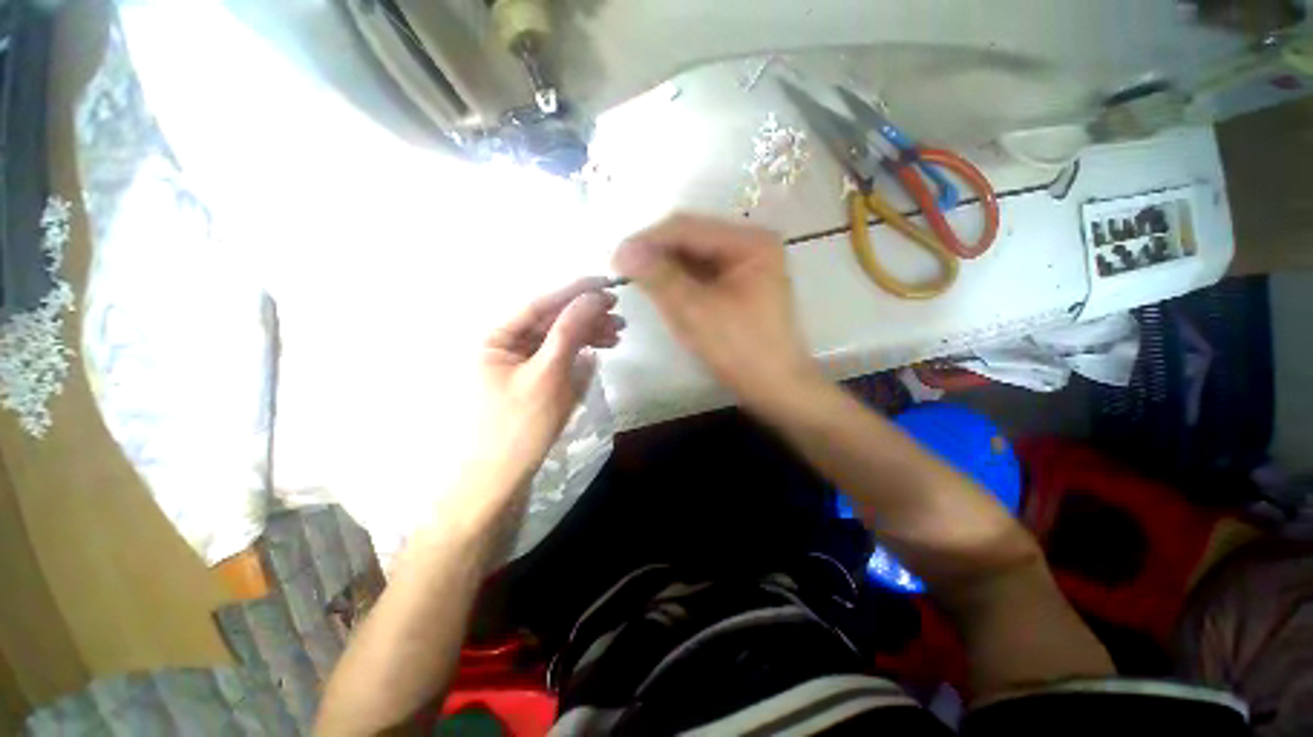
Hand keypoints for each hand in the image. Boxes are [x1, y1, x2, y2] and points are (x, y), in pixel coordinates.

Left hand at [474, 278, 623, 483]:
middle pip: (552, 320)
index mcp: (497, 336)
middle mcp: (505, 343)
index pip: (541, 303)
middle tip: (620, 316)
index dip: (576, 291)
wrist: (500, 480)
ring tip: (617, 335)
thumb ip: (570, 331)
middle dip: (586, 316)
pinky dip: (579, 354)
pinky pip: (559, 358)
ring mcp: (519, 363)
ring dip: (588, 335)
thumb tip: (593, 297)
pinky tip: (598, 353)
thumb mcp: (549, 374)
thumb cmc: (520, 425)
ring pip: (559, 339)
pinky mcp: (532, 380)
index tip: (608, 283)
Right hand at [613, 214, 817, 406]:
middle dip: (656, 253)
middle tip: (624, 271)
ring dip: (666, 267)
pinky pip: (702, 272)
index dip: (648, 240)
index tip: (615, 258)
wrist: (776, 387)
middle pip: (692, 238)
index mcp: (749, 242)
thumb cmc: (741, 351)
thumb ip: (660, 278)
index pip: (687, 227)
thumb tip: (622, 250)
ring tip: (639, 281)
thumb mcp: (696, 312)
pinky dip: (680, 280)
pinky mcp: (740, 283)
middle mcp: (750, 243)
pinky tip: (662, 289)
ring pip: (694, 255)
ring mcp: (747, 263)